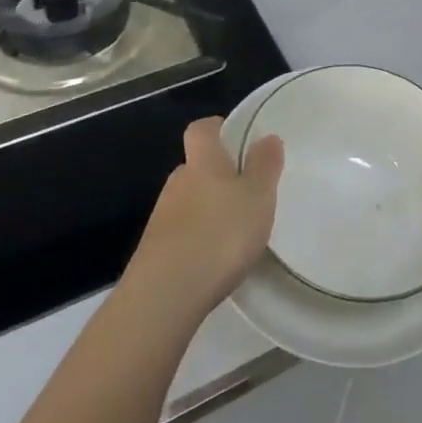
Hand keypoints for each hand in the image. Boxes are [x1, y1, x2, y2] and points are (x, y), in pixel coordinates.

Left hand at [126, 117, 283, 323]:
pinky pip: (180, 233)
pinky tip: (213, 259)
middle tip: (245, 192)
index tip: (236, 139)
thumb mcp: (257, 197)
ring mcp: (161, 217)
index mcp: (202, 162)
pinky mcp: (154, 251)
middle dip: (217, 175)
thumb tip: (267, 137)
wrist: (165, 294)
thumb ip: (264, 166)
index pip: (202, 129)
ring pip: (187, 201)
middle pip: (195, 167)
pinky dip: (196, 239)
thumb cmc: (220, 234)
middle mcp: (177, 182)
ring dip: (206, 209)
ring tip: (233, 231)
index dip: (217, 129)